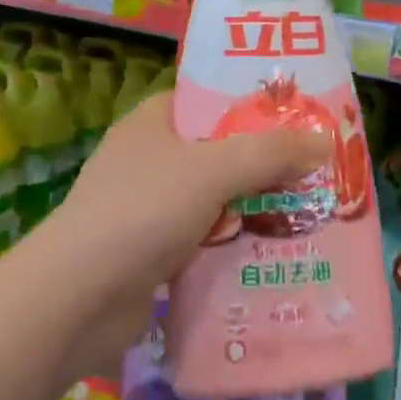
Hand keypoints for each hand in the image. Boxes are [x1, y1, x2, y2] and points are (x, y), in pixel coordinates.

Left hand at [36, 92, 329, 377]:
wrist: (76, 300)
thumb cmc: (142, 212)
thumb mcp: (213, 170)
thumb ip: (270, 153)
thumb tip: (324, 142)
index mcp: (154, 122)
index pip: (210, 99)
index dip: (255, 104)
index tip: (302, 116)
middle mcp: (150, 158)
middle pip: (220, 150)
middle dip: (265, 162)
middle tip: (317, 169)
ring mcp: (148, 207)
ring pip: (216, 197)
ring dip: (255, 206)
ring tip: (309, 210)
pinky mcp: (152, 251)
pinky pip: (206, 237)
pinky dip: (234, 242)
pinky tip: (274, 251)